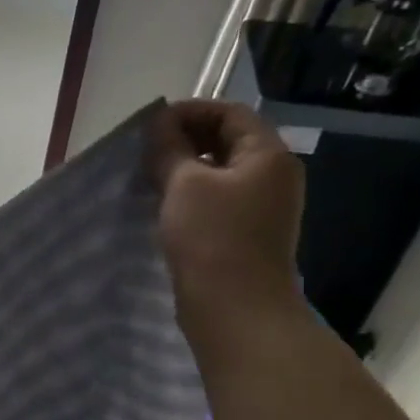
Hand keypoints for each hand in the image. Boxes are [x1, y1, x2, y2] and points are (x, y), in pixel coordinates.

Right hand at [150, 100, 305, 328]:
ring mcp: (262, 207)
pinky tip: (164, 206)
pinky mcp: (246, 233)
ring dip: (185, 168)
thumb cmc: (212, 238)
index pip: (231, 113)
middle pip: (229, 140)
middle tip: (146, 152)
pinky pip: (218, 199)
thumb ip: (170, 148)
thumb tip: (159, 124)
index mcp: (267, 155)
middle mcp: (273, 176)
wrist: (235, 308)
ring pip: (220, 172)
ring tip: (148, 177)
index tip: (150, 126)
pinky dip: (191, 194)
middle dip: (186, 139)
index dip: (190, 112)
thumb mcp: (184, 184)